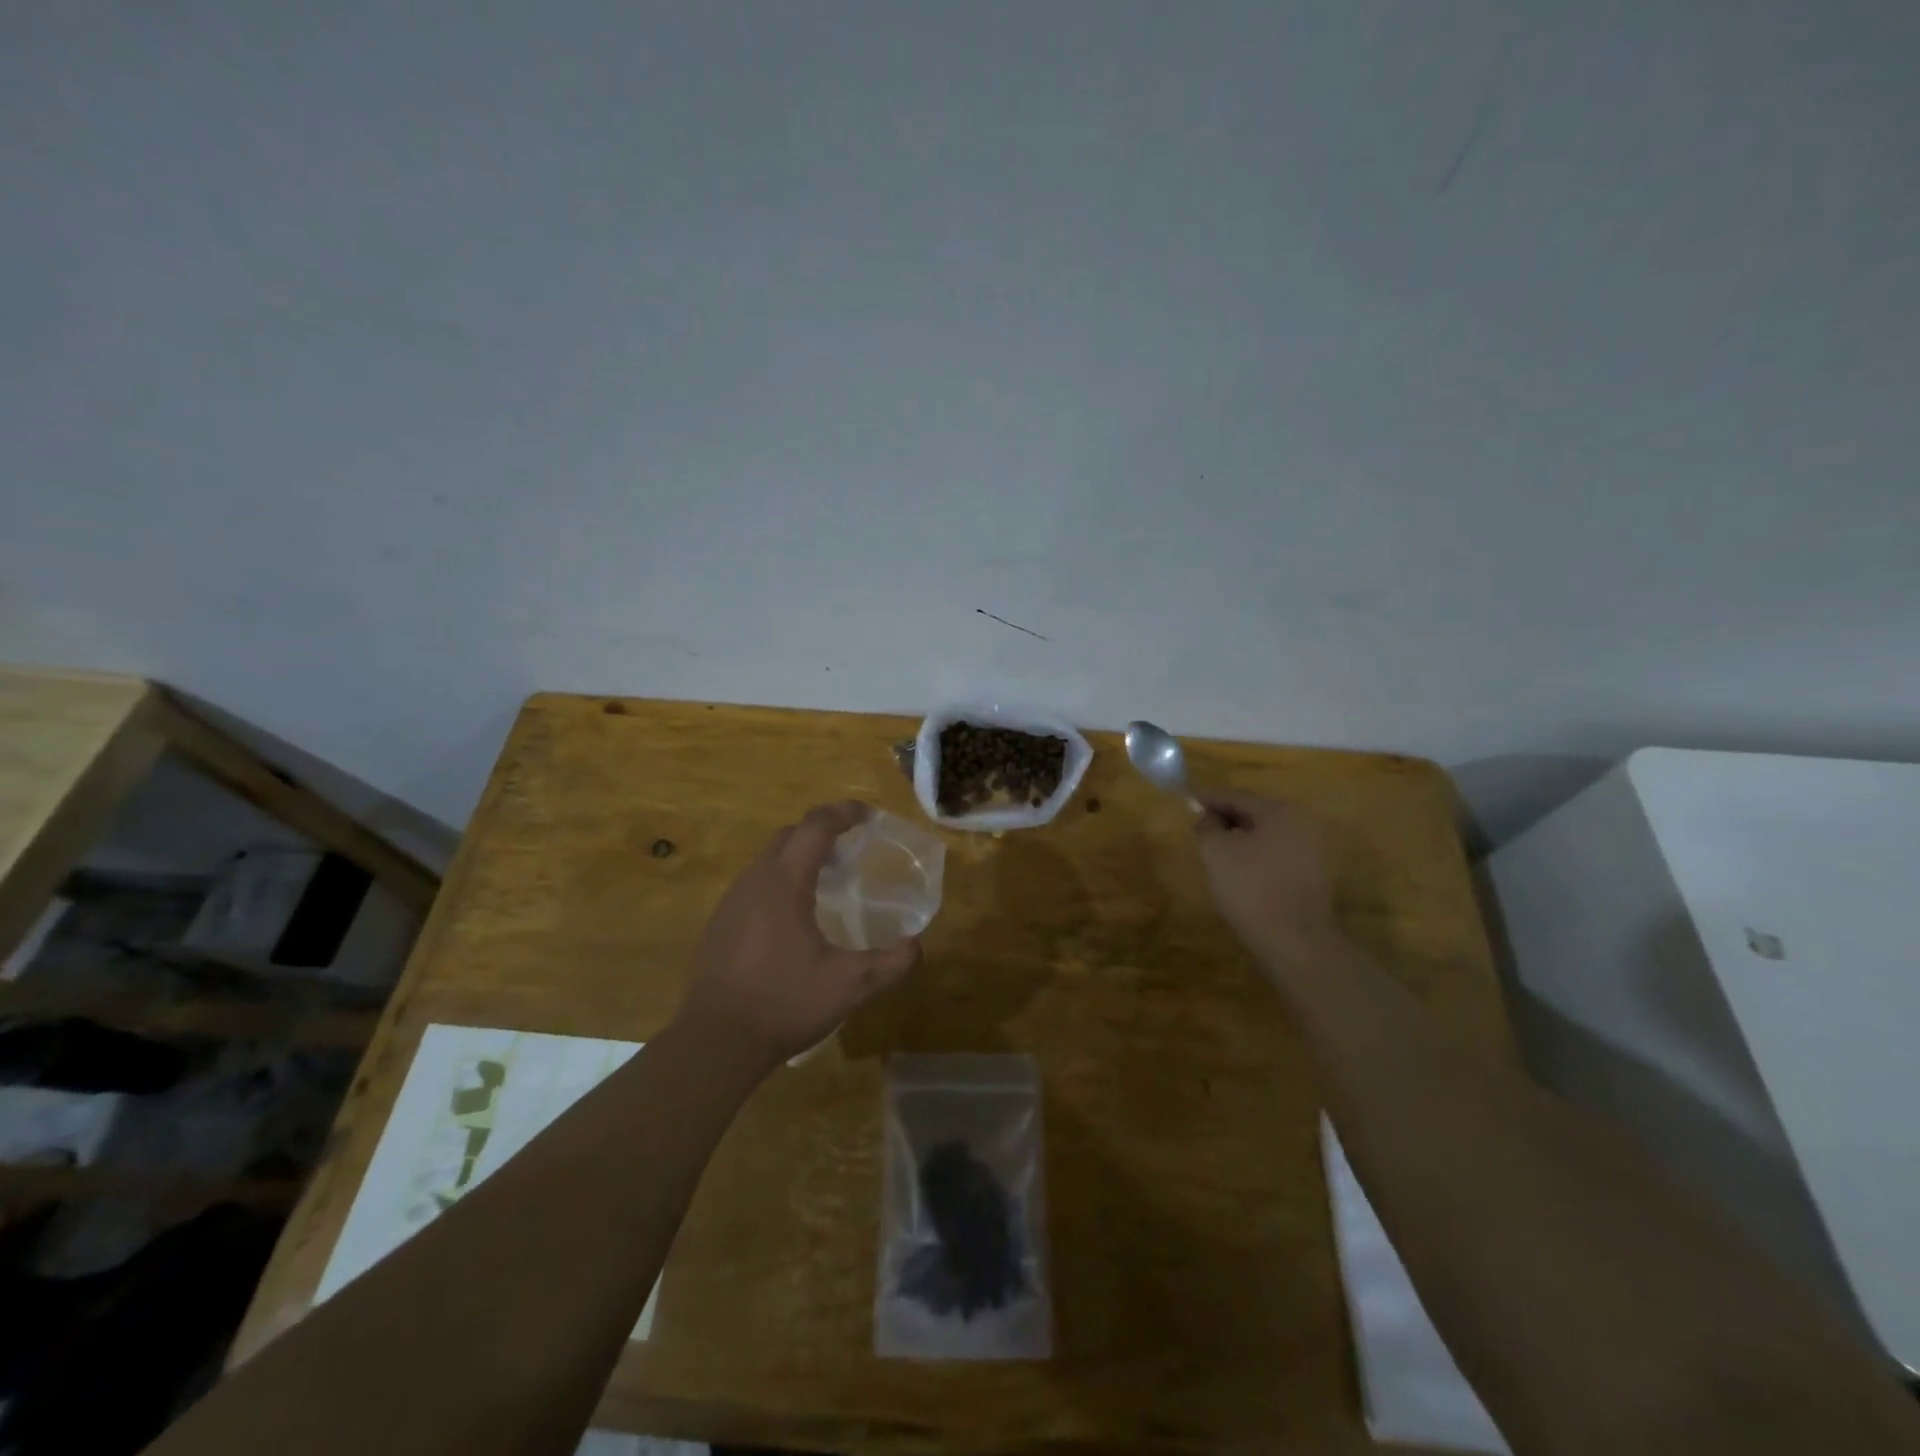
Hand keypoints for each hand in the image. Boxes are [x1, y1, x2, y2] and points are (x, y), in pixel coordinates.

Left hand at [677, 801, 922, 1068]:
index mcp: (784, 883)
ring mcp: (731, 901)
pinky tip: (794, 917)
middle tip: (852, 848)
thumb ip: (891, 963)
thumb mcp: (849, 986)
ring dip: (799, 856)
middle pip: (790, 835)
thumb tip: (917, 945)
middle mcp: (754, 880)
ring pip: (769, 859)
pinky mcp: (720, 923)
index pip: (815, 826)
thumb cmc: (784, 1004)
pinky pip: (755, 884)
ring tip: (827, 880)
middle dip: (822, 831)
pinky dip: (781, 880)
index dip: (844, 813)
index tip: (869, 815)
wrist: (715, 1042)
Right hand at [1194, 790, 1339, 963]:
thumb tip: (1208, 817)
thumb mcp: (1216, 852)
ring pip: (1268, 835)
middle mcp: (1304, 824)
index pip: (1238, 796)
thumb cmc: (1251, 889)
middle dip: (1226, 817)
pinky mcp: (1314, 876)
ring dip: (1241, 837)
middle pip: (1256, 813)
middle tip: (1200, 824)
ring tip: (1216, 847)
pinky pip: (1277, 854)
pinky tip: (1239, 868)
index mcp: (1281, 812)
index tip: (1188, 797)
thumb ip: (1208, 826)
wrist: (1296, 942)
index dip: (1210, 797)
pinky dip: (1256, 854)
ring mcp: (1314, 851)